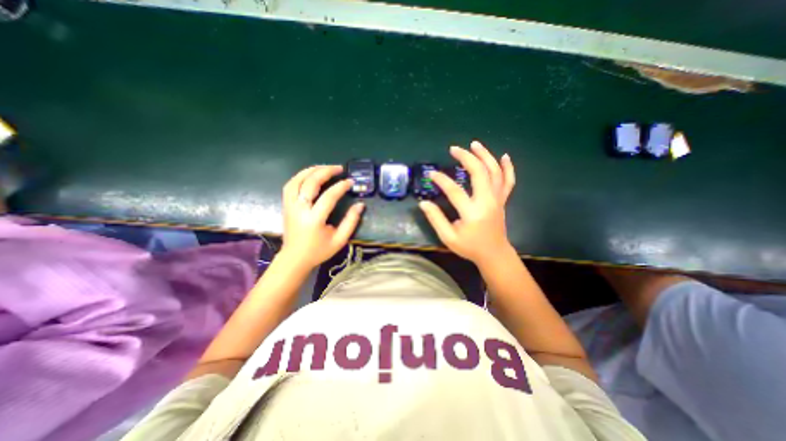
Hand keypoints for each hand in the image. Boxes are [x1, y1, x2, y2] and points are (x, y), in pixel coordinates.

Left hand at [279, 163, 365, 268]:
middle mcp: (299, 210)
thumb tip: (360, 205)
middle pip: (310, 183)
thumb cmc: (319, 250)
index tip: (350, 182)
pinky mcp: (286, 205)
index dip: (341, 187)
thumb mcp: (340, 240)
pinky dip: (300, 176)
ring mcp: (290, 206)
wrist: (295, 258)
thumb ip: (351, 221)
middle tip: (339, 168)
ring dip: (311, 170)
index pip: (328, 197)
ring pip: (297, 180)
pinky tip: (311, 174)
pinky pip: (290, 185)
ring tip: (325, 167)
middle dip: (326, 171)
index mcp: (314, 220)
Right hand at [418, 141, 515, 265]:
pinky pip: (508, 181)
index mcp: (472, 213)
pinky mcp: (502, 200)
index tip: (431, 174)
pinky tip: (504, 156)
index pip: (455, 191)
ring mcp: (497, 199)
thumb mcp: (448, 237)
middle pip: (479, 173)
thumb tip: (423, 203)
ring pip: (495, 172)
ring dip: (485, 156)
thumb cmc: (470, 247)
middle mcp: (487, 202)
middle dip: (466, 157)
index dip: (442, 180)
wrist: (494, 254)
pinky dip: (508, 168)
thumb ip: (436, 219)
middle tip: (454, 149)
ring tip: (475, 144)